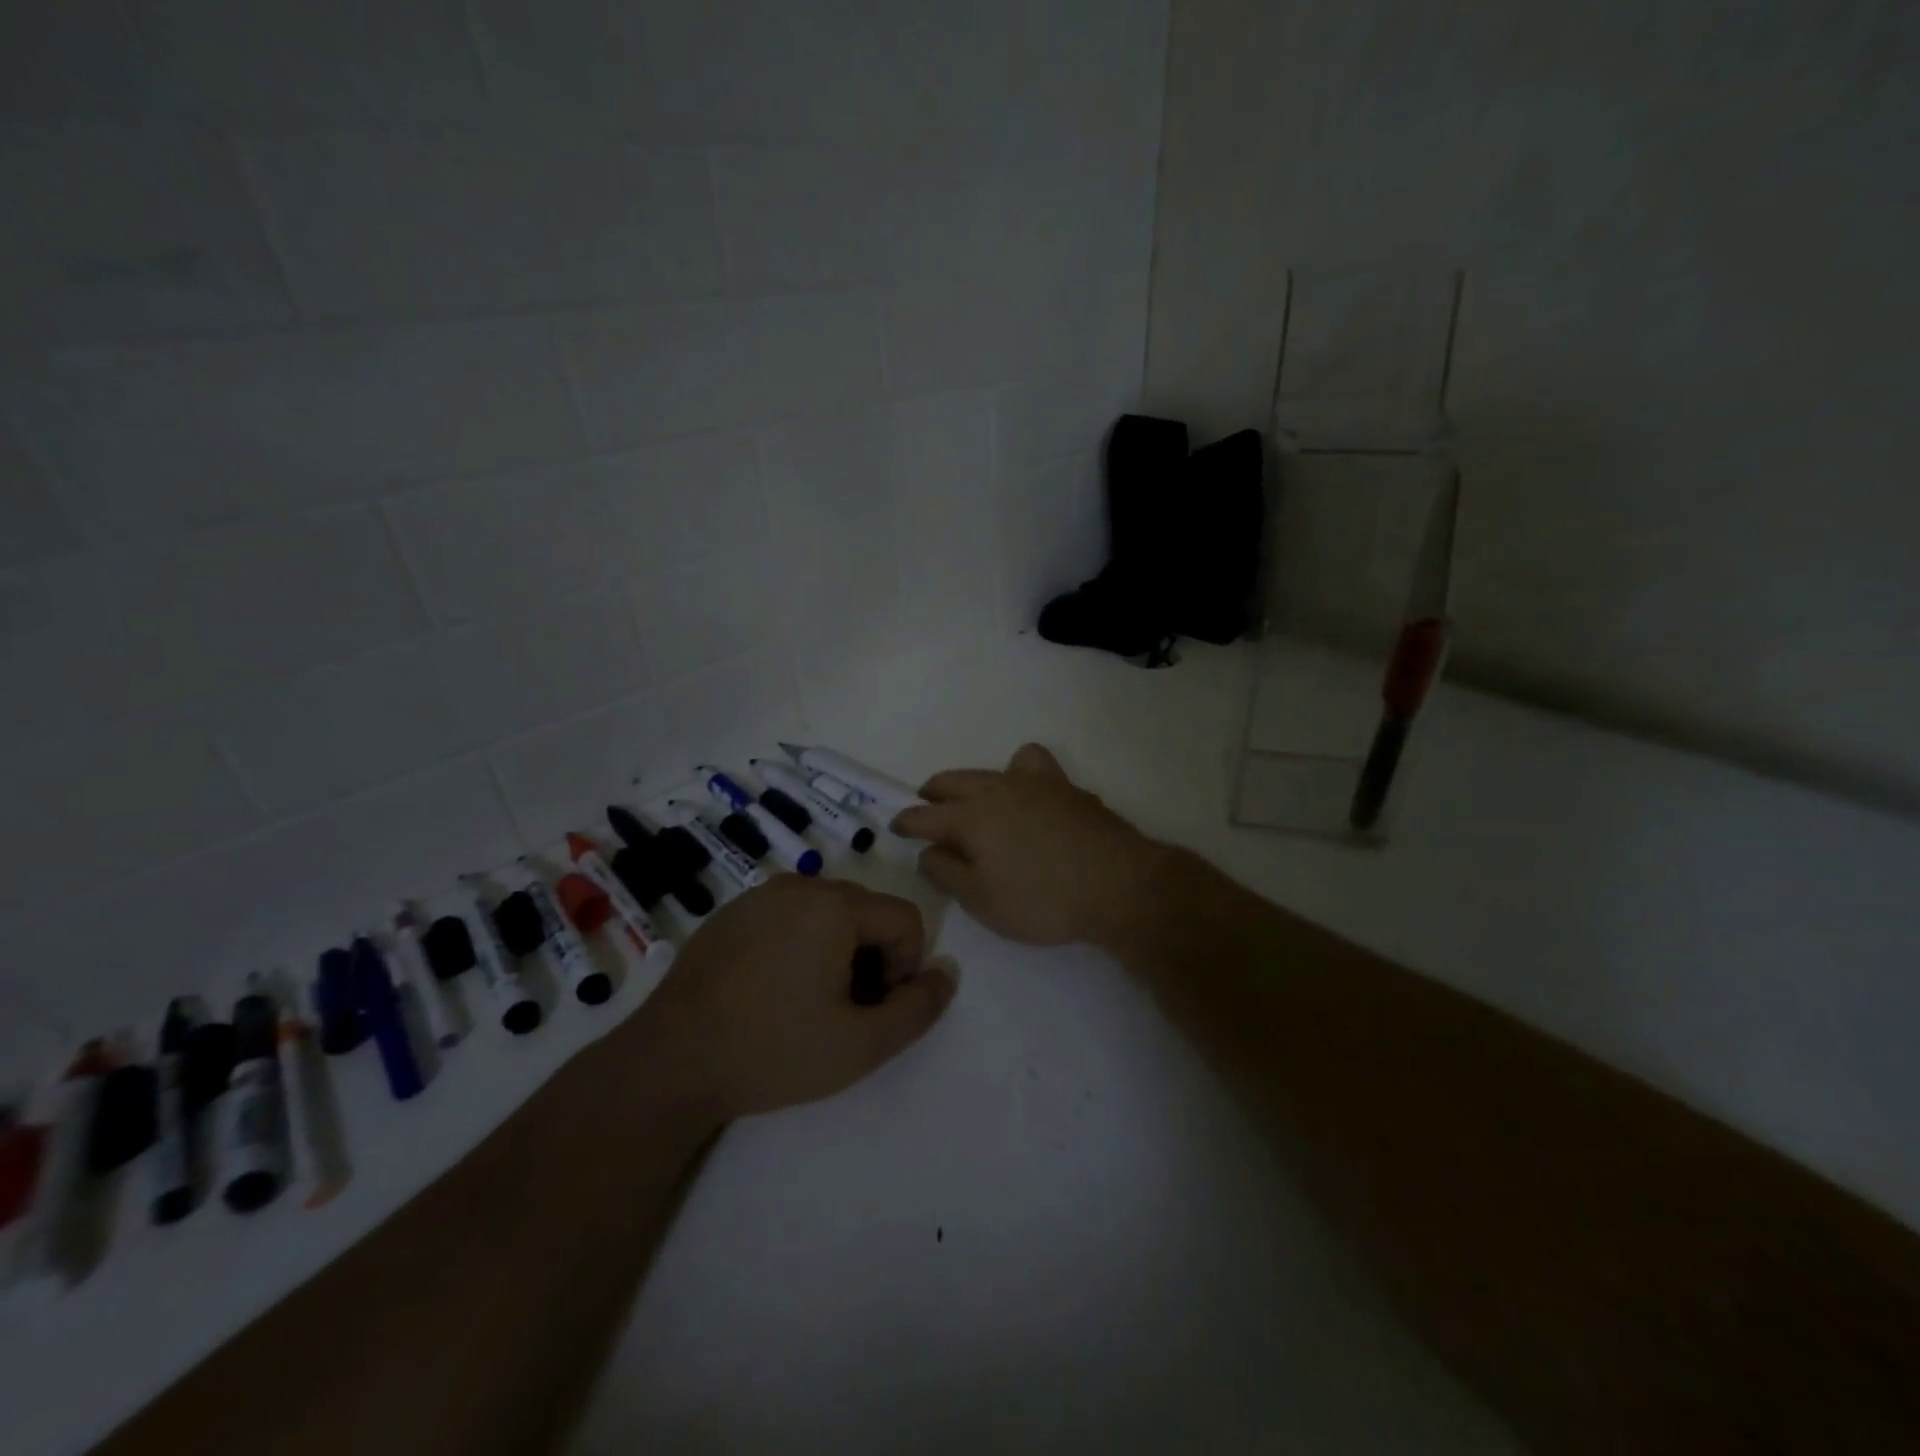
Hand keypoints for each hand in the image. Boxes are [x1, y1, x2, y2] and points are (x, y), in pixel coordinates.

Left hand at [637, 876, 955, 1121]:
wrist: (670, 1062)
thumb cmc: (773, 1051)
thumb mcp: (861, 1044)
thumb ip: (918, 1009)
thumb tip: (946, 973)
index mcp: (836, 905)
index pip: (906, 919)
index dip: (906, 966)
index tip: (875, 1008)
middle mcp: (801, 885)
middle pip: (867, 912)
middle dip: (873, 957)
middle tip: (844, 1010)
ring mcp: (760, 894)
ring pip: (828, 912)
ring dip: (838, 950)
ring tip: (808, 1002)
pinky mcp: (731, 911)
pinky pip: (788, 915)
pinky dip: (799, 944)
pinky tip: (771, 990)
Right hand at [892, 743, 1161, 947]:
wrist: (1119, 884)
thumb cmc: (1042, 899)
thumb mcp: (981, 899)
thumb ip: (946, 872)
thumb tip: (927, 851)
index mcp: (972, 815)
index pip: (926, 815)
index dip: (907, 821)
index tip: (895, 825)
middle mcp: (999, 788)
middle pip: (955, 781)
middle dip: (935, 792)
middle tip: (926, 804)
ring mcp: (1037, 783)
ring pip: (996, 767)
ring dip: (977, 780)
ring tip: (979, 799)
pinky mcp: (1069, 789)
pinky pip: (1035, 768)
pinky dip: (1022, 776)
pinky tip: (1031, 799)